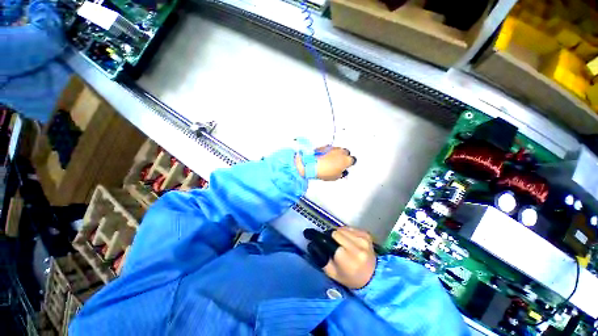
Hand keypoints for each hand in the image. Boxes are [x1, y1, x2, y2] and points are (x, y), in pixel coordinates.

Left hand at [295, 146, 356, 180]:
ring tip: (330, 160)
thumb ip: (341, 173)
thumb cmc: (324, 171)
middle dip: (343, 156)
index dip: (349, 163)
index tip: (345, 166)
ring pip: (338, 150)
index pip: (353, 160)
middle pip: (346, 153)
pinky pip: (330, 149)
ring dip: (336, 154)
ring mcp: (333, 148)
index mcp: (346, 160)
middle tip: (338, 163)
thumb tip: (341, 172)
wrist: (312, 165)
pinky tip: (324, 157)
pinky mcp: (326, 146)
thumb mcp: (335, 177)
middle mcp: (341, 152)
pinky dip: (329, 152)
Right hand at [304, 227, 376, 288]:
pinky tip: (347, 241)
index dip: (318, 236)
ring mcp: (363, 239)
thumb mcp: (333, 273)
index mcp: (348, 259)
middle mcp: (357, 246)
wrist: (373, 276)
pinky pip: (349, 228)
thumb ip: (321, 259)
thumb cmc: (351, 278)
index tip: (309, 233)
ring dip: (337, 234)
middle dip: (329, 236)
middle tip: (327, 242)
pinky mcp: (366, 234)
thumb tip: (312, 244)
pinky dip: (345, 232)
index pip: (328, 241)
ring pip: (341, 229)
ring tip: (338, 242)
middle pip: (334, 232)